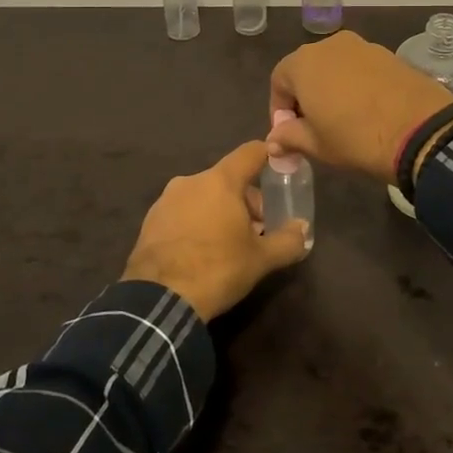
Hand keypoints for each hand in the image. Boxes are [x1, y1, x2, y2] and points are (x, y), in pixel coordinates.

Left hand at [124, 140, 309, 320]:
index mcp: (220, 181)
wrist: (159, 300)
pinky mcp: (150, 221)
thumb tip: (303, 229)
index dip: (269, 156)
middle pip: (228, 179)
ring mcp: (165, 200)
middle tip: (258, 228)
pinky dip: (197, 222)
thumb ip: (288, 240)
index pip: (250, 152)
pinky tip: (201, 251)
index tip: (281, 168)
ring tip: (229, 243)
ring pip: (204, 195)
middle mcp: (191, 181)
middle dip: (246, 199)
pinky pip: (182, 212)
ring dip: (220, 211)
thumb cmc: (217, 269)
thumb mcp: (261, 259)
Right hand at [269, 31, 451, 183]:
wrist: (421, 130)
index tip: (289, 134)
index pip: (279, 81)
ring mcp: (363, 46)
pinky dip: (357, 85)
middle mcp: (330, 45)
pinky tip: (368, 110)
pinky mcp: (390, 54)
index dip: (279, 109)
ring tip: (342, 120)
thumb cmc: (356, 138)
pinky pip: (361, 68)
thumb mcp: (317, 145)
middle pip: (307, 69)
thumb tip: (273, 140)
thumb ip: (290, 137)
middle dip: (305, 97)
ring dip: (332, 89)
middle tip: (314, 128)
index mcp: (304, 62)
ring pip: (336, 67)